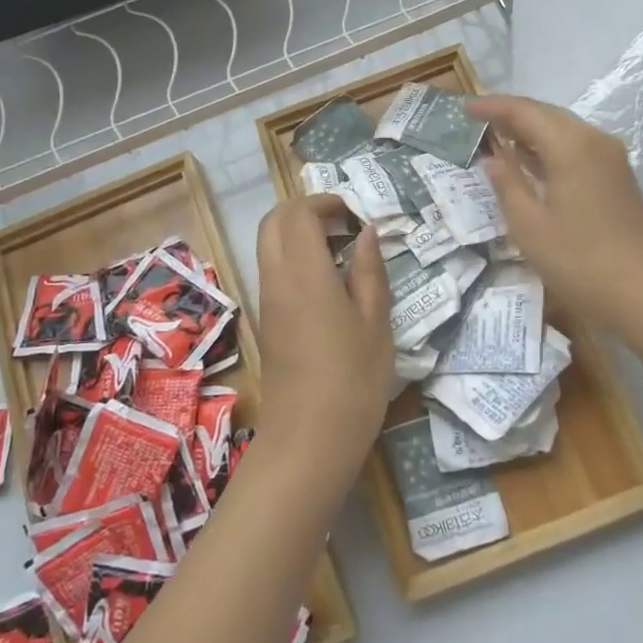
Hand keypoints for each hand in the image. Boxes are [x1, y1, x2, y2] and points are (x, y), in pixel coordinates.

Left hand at [253, 195, 392, 481]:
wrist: (309, 441)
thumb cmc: (353, 381)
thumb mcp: (376, 324)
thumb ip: (370, 271)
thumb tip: (367, 231)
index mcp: (305, 274)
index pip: (298, 213)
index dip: (325, 202)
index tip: (355, 213)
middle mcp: (276, 280)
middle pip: (273, 221)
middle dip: (305, 210)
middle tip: (343, 224)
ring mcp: (266, 301)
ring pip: (268, 245)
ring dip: (298, 234)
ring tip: (340, 252)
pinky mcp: (266, 321)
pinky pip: (272, 270)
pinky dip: (293, 258)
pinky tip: (328, 282)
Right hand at [468, 95, 642, 326]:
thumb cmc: (580, 261)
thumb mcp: (530, 226)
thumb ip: (507, 186)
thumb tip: (492, 160)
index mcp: (570, 145)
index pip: (524, 112)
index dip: (492, 107)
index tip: (464, 108)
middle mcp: (594, 141)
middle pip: (547, 115)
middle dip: (512, 114)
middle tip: (478, 120)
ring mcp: (611, 159)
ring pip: (564, 131)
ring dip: (532, 131)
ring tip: (498, 137)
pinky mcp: (618, 178)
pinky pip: (577, 149)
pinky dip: (550, 149)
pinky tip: (531, 163)